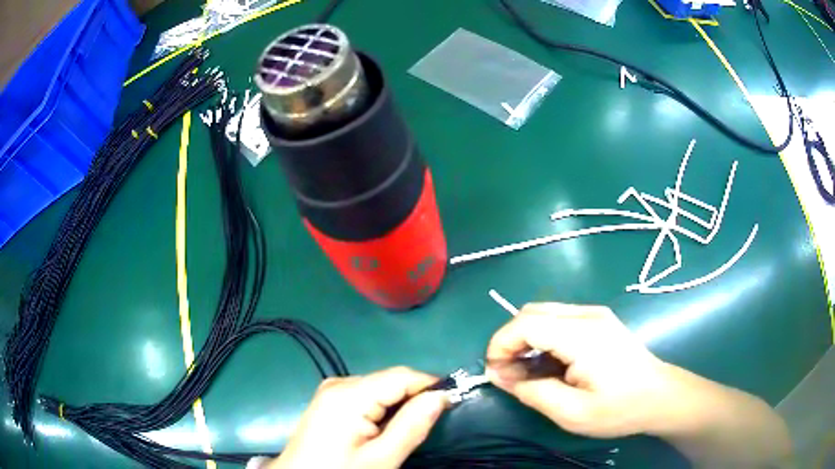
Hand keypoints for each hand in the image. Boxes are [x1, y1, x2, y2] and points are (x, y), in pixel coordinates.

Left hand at [270, 367, 446, 468]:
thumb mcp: (382, 458)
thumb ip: (412, 425)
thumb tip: (442, 396)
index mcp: (349, 394)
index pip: (402, 375)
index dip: (431, 386)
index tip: (453, 404)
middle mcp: (339, 383)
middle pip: (391, 380)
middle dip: (415, 397)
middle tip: (429, 424)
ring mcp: (331, 391)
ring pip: (380, 388)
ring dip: (399, 404)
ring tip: (405, 430)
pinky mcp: (329, 401)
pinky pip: (366, 396)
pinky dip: (383, 408)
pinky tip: (383, 429)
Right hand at [485, 303, 671, 437]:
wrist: (661, 396)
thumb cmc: (620, 409)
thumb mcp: (572, 413)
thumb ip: (532, 392)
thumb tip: (499, 375)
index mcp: (582, 335)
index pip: (525, 323)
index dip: (500, 345)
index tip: (495, 373)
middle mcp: (587, 315)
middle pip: (531, 312)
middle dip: (510, 340)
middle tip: (508, 374)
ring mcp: (595, 314)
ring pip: (543, 313)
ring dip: (525, 339)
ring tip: (526, 371)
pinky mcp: (599, 320)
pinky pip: (558, 319)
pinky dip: (542, 337)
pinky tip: (548, 363)